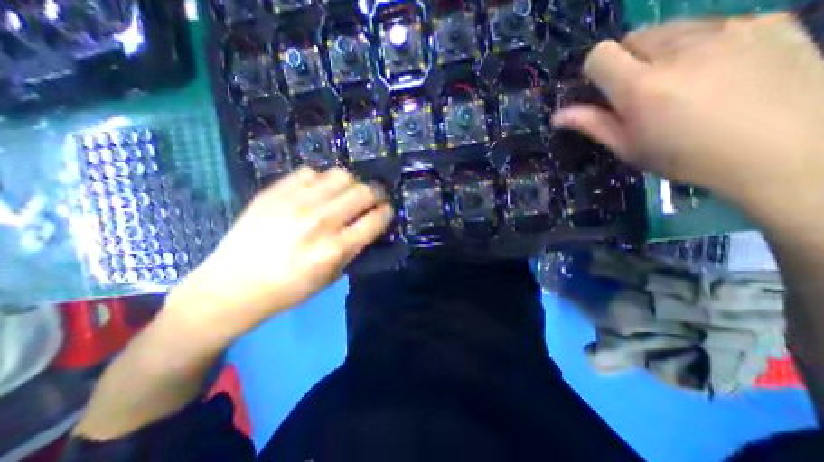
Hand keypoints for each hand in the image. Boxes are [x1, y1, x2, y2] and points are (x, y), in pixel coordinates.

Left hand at [167, 165, 391, 338]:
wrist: (232, 286)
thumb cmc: (288, 289)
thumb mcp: (331, 277)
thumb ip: (354, 247)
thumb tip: (370, 223)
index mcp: (335, 249)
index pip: (375, 219)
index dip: (386, 212)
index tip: (386, 211)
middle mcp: (319, 221)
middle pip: (363, 191)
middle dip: (374, 194)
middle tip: (370, 200)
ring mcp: (295, 203)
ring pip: (340, 175)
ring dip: (349, 185)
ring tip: (343, 195)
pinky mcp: (274, 192)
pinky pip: (310, 172)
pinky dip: (319, 181)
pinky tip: (315, 193)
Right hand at [554, 13, 823, 222]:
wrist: (789, 150)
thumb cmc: (688, 157)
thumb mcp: (628, 147)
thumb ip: (593, 124)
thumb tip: (558, 116)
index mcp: (641, 86)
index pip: (600, 54)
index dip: (595, 70)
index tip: (603, 90)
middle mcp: (679, 49)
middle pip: (634, 37)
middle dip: (628, 60)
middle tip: (640, 91)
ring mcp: (727, 29)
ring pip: (672, 29)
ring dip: (663, 52)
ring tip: (681, 83)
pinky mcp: (767, 21)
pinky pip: (714, 26)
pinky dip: (702, 46)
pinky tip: (719, 73)